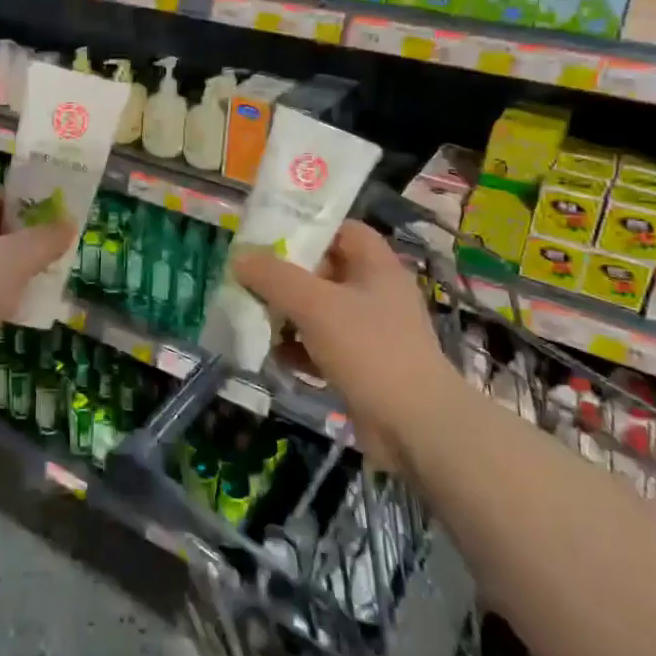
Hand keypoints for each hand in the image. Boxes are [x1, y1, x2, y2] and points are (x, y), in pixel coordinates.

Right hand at [231, 222, 457, 468]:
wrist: (416, 427)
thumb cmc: (370, 349)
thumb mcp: (316, 305)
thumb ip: (274, 277)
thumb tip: (239, 257)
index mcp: (376, 267)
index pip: (342, 230)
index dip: (307, 228)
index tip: (268, 235)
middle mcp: (375, 294)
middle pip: (324, 271)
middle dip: (285, 276)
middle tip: (248, 277)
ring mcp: (370, 332)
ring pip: (319, 311)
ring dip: (286, 315)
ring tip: (251, 316)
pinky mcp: (361, 366)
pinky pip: (321, 346)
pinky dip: (297, 349)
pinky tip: (272, 356)